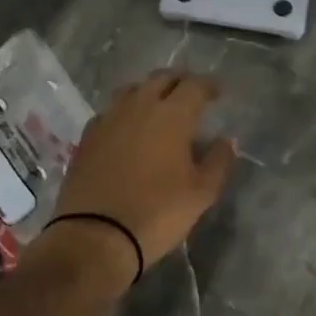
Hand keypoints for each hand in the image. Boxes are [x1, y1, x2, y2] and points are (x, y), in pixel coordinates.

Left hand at [53, 70, 236, 271]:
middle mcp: (139, 106)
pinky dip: (124, 112)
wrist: (95, 236)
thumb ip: (218, 161)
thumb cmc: (157, 213)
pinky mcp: (87, 137)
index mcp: (172, 115)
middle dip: (179, 82)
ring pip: (132, 90)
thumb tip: (227, 140)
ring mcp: (109, 119)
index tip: (217, 93)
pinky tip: (127, 128)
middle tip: (190, 94)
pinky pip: (110, 111)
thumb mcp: (201, 193)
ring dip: (149, 91)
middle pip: (161, 78)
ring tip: (158, 106)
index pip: (194, 85)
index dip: (208, 85)